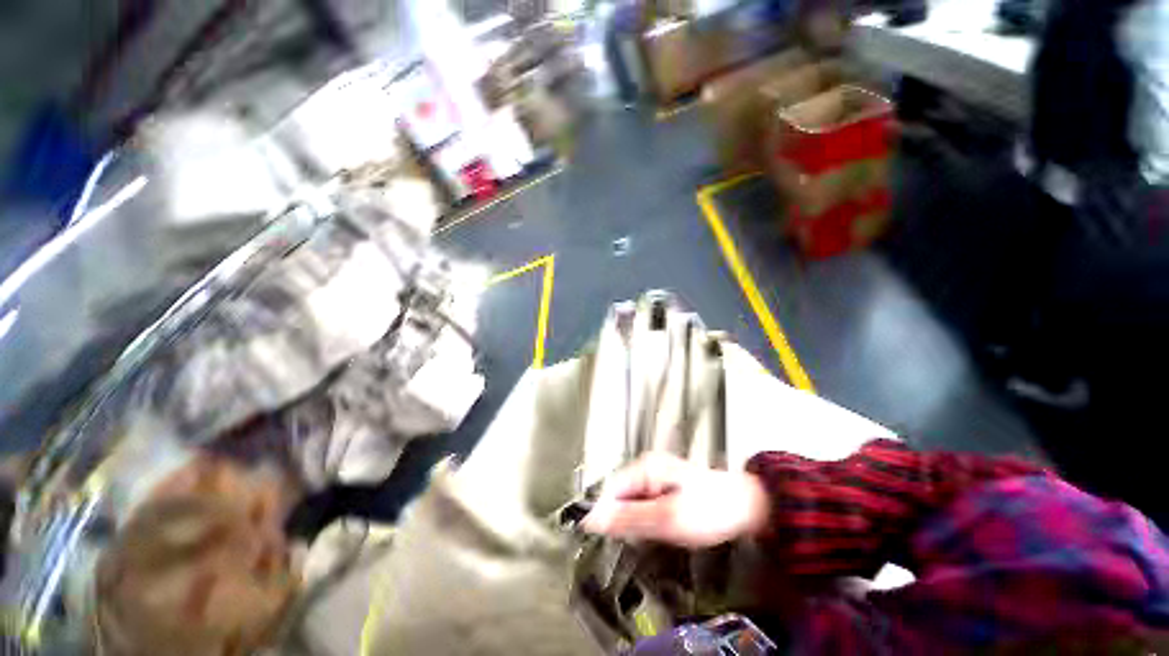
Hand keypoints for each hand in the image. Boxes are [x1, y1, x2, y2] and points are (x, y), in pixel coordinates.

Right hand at [581, 453, 769, 547]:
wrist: (748, 508)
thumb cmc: (711, 509)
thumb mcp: (666, 518)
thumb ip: (628, 518)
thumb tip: (594, 519)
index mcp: (646, 467)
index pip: (610, 490)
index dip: (605, 515)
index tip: (605, 539)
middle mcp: (648, 468)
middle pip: (621, 496)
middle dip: (626, 519)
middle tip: (644, 537)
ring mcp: (657, 477)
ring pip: (634, 504)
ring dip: (639, 522)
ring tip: (658, 532)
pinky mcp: (666, 489)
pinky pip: (647, 506)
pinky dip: (650, 521)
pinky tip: (665, 528)